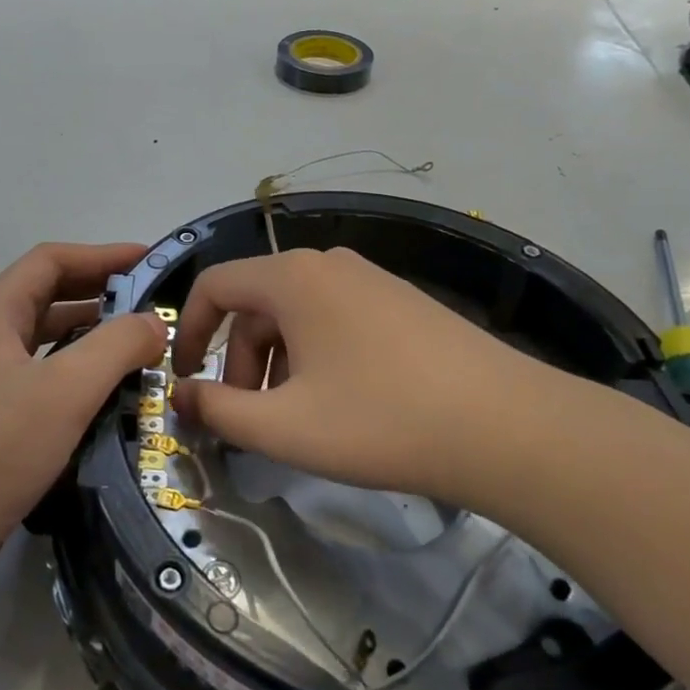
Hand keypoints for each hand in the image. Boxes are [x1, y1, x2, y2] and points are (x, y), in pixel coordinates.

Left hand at [0, 242, 166, 552]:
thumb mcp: (68, 389)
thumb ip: (118, 346)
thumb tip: (155, 323)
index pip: (51, 260)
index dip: (101, 254)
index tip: (148, 261)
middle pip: (48, 292)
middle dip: (100, 291)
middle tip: (151, 301)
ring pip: (46, 335)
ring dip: (91, 330)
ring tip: (139, 342)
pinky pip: (43, 370)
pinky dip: (78, 366)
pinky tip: (107, 387)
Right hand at [171, 247, 602, 511]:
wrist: (507, 427)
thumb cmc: (381, 420)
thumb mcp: (284, 426)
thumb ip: (219, 410)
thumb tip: (181, 395)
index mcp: (293, 277)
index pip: (215, 285)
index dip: (189, 331)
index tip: (184, 379)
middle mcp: (328, 263)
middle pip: (257, 302)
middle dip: (238, 359)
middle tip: (248, 416)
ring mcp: (370, 279)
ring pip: (296, 313)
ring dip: (275, 361)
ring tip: (292, 416)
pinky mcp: (401, 302)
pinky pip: (334, 318)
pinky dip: (314, 355)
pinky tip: (337, 401)